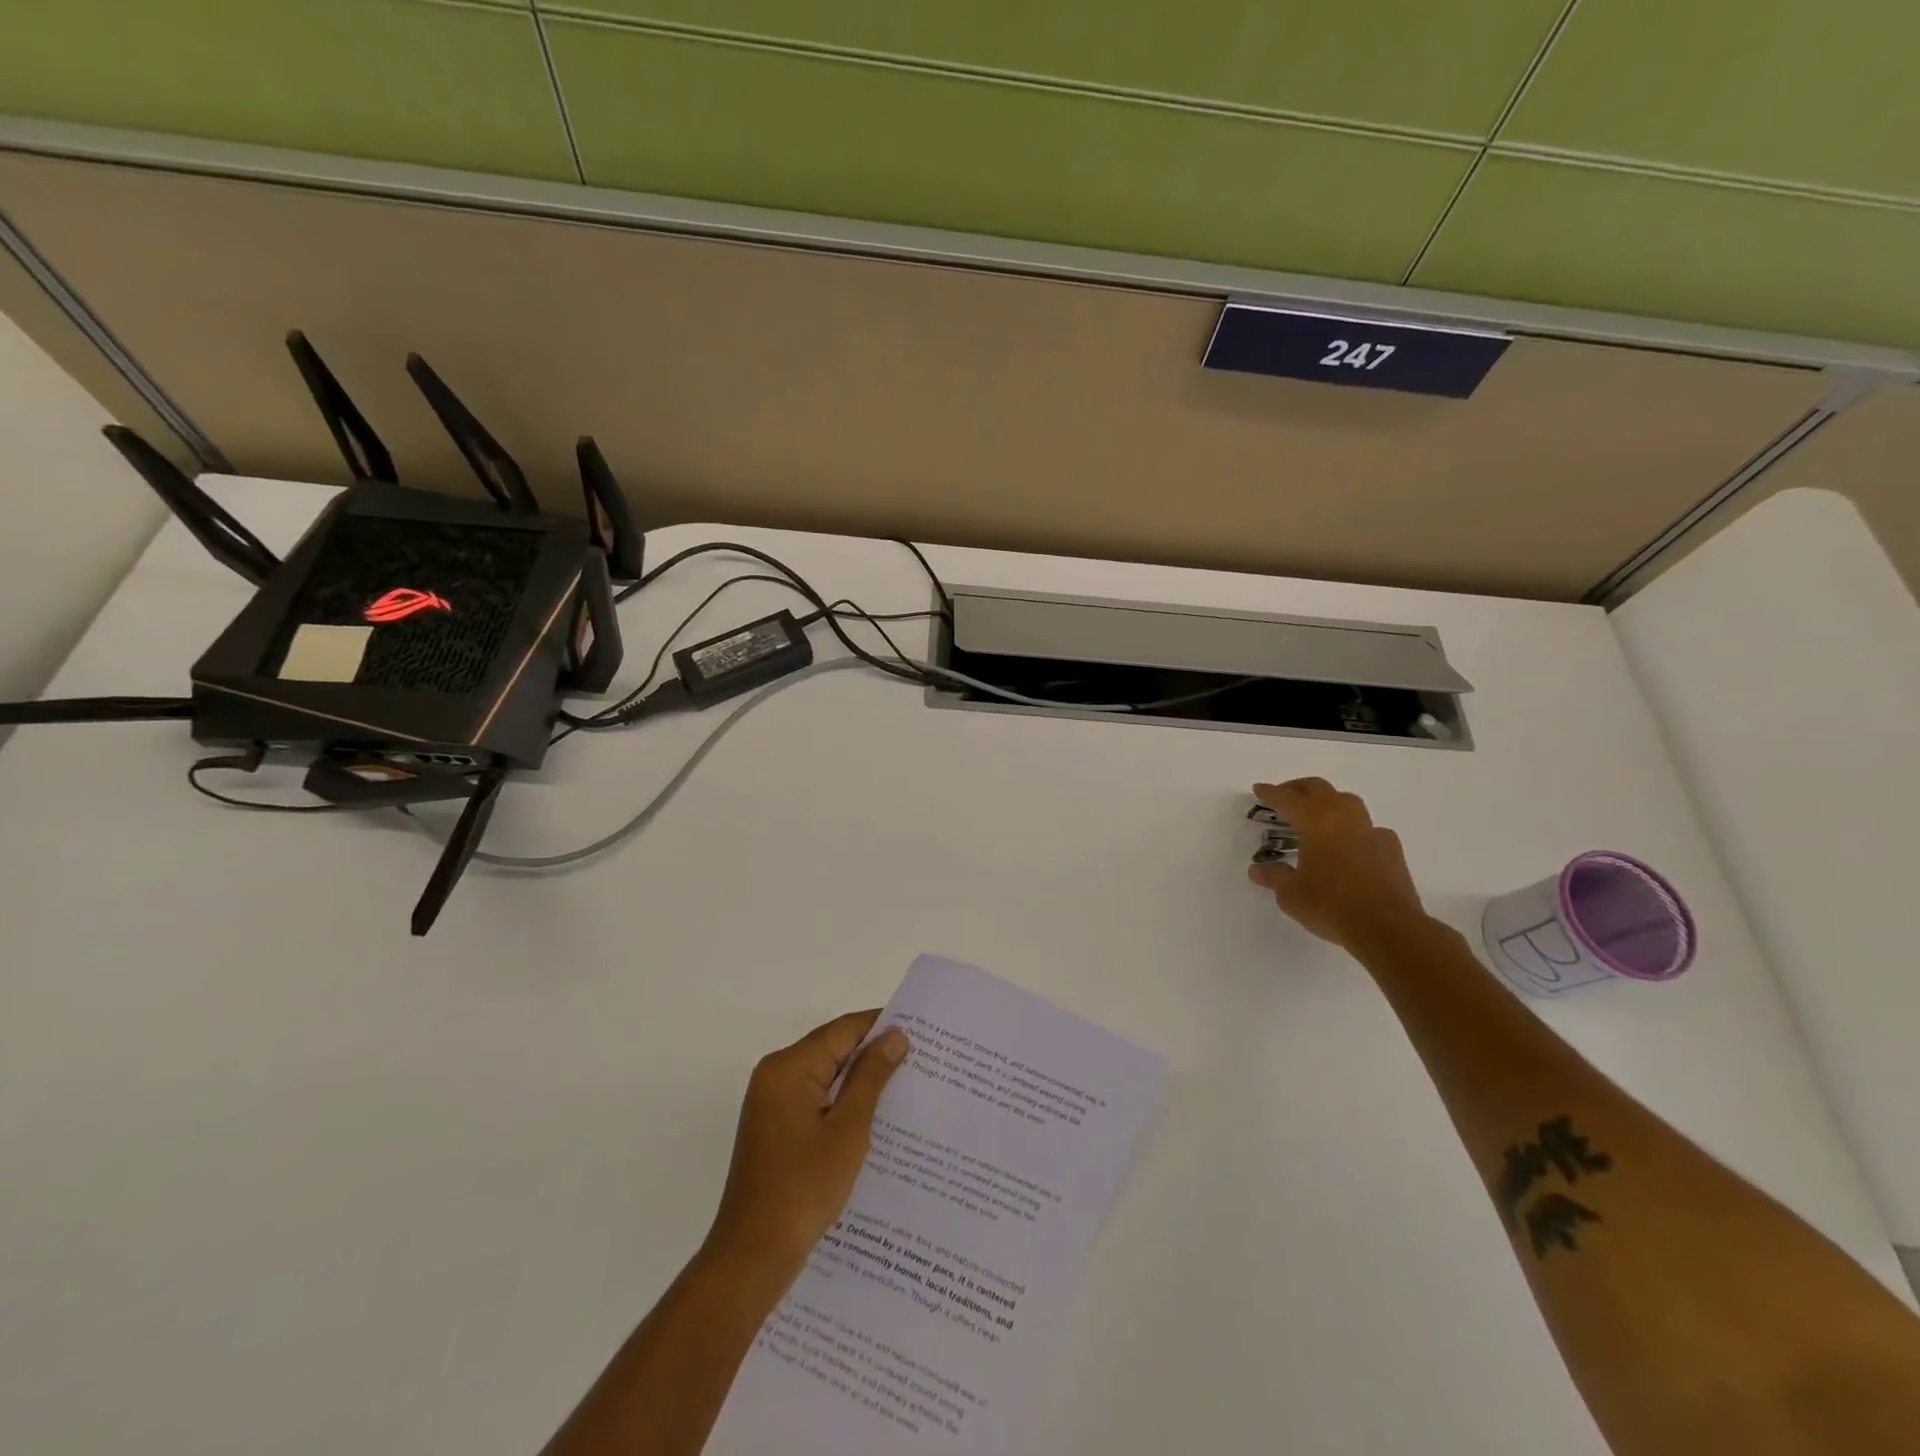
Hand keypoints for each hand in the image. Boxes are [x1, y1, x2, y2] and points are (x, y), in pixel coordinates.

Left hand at [703, 1011, 910, 1286]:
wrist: (753, 1256)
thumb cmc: (803, 1188)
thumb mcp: (848, 1129)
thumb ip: (871, 1077)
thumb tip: (895, 1035)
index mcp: (788, 1067)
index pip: (843, 1030)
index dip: (881, 1026)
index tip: (921, 1029)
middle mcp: (776, 1075)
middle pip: (833, 1049)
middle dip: (873, 1052)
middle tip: (920, 1058)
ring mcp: (773, 1102)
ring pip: (826, 1075)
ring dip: (860, 1079)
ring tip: (906, 1083)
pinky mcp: (776, 1126)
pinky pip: (816, 1098)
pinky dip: (843, 1101)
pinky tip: (875, 1115)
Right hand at [1246, 778, 1426, 950]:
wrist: (1387, 927)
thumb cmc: (1330, 905)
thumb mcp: (1291, 894)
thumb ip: (1274, 876)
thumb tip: (1258, 870)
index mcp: (1315, 822)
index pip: (1287, 799)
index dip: (1270, 793)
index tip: (1259, 789)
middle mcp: (1344, 818)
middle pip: (1319, 789)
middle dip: (1298, 788)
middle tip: (1285, 795)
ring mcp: (1371, 831)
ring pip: (1347, 801)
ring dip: (1328, 801)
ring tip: (1317, 814)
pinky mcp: (1392, 849)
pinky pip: (1369, 828)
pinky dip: (1354, 828)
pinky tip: (1350, 844)